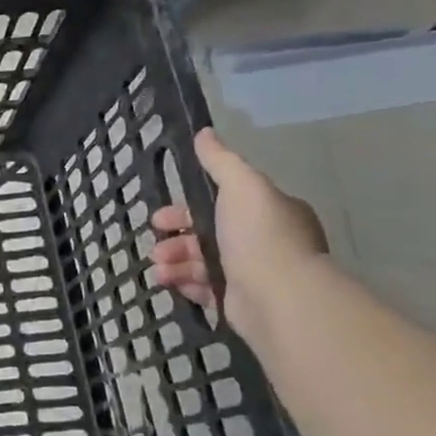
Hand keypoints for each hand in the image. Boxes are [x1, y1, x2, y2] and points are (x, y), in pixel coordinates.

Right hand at [150, 128, 327, 336]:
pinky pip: (206, 289)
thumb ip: (221, 162)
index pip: (221, 203)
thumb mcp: (242, 187)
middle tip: (156, 247)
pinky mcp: (241, 302)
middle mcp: (263, 241)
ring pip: (202, 262)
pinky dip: (185, 284)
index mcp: (269, 212)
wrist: (279, 297)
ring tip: (158, 270)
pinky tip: (170, 284)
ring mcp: (253, 274)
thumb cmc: (260, 237)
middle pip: (208, 234)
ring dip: (175, 262)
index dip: (186, 207)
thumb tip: (205, 133)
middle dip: (176, 239)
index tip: (159, 216)